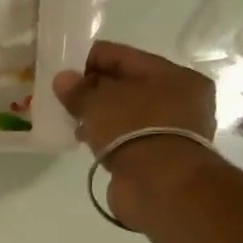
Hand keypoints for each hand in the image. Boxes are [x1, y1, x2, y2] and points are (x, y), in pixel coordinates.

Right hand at [51, 41, 217, 227]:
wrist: (159, 185)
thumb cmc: (135, 129)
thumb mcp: (100, 101)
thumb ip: (79, 89)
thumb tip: (63, 79)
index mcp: (176, 76)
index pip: (126, 57)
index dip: (92, 57)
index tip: (62, 63)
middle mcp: (180, 101)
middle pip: (127, 85)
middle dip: (94, 87)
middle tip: (61, 92)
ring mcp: (170, 131)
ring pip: (125, 113)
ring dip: (98, 113)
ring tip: (67, 116)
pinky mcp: (157, 158)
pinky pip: (124, 137)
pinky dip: (105, 135)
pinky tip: (82, 137)